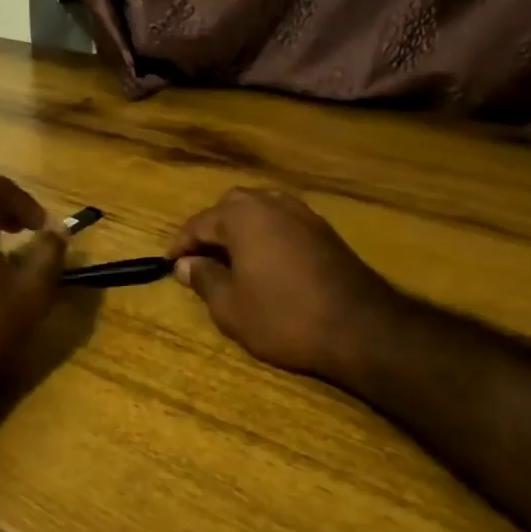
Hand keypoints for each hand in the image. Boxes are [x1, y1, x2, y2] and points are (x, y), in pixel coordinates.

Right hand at [168, 188, 391, 380]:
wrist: (361, 327)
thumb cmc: (284, 316)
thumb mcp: (231, 307)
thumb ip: (204, 279)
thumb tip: (186, 265)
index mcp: (243, 216)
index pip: (199, 223)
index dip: (180, 245)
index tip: (169, 265)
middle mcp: (272, 204)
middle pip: (230, 208)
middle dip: (211, 230)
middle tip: (199, 260)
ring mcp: (302, 213)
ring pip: (259, 211)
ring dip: (239, 230)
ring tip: (230, 260)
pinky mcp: (324, 230)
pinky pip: (282, 222)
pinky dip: (265, 235)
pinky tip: (264, 263)